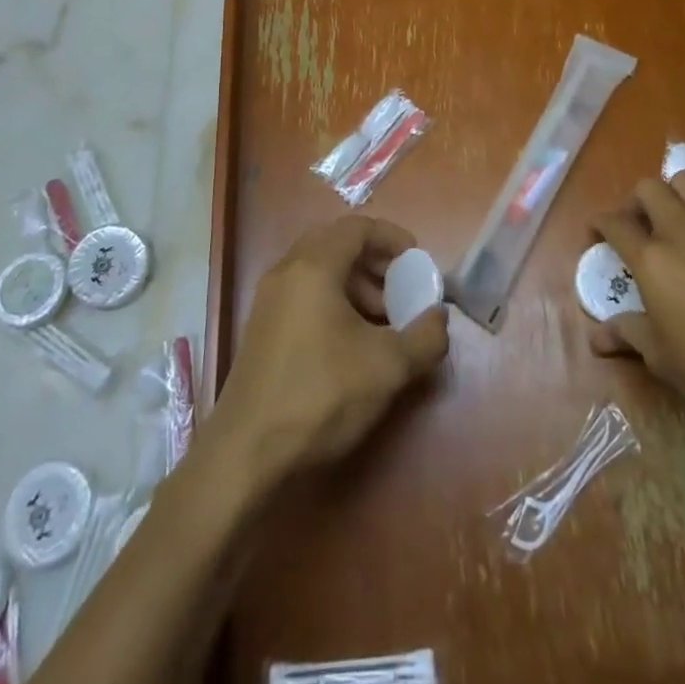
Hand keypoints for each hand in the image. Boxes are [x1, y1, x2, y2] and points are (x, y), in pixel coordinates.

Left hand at [211, 214, 447, 487]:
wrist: (245, 455)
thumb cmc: (320, 395)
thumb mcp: (387, 368)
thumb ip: (424, 337)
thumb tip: (439, 319)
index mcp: (314, 267)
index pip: (357, 227)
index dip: (391, 237)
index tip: (416, 261)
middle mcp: (286, 272)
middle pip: (336, 244)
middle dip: (373, 262)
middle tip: (399, 289)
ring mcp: (268, 301)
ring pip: (318, 271)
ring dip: (354, 284)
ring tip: (381, 321)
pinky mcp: (261, 330)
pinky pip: (303, 295)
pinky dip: (332, 302)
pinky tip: (350, 343)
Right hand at [589, 172, 684, 432]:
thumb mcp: (663, 358)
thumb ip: (628, 335)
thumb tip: (596, 338)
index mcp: (652, 258)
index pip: (614, 223)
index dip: (599, 223)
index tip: (596, 232)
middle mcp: (682, 229)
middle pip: (649, 188)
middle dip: (636, 202)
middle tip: (638, 227)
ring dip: (675, 195)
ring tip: (677, 222)